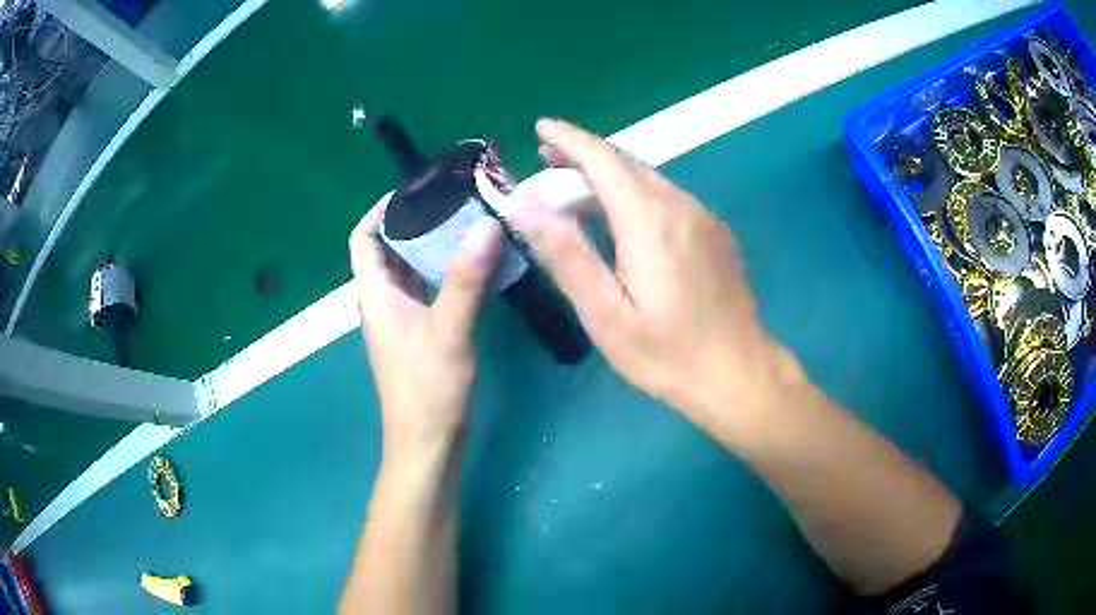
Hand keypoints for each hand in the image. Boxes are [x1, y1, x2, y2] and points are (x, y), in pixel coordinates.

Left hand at [349, 194, 502, 454]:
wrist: (428, 446)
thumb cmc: (428, 391)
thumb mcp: (448, 332)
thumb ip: (465, 281)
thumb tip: (486, 226)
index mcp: (376, 295)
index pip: (362, 239)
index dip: (379, 210)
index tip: (415, 189)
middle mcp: (384, 303)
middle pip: (388, 249)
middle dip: (415, 222)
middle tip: (454, 201)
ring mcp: (402, 321)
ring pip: (410, 271)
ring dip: (432, 247)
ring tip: (468, 225)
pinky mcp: (420, 336)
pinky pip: (427, 291)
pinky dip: (445, 273)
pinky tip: (474, 269)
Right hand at [507, 119, 802, 440]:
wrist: (739, 373)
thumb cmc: (667, 353)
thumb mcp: (605, 313)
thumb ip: (566, 253)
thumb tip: (523, 204)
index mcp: (650, 219)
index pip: (603, 159)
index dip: (570, 139)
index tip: (542, 126)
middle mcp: (680, 205)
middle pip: (626, 163)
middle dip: (585, 153)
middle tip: (547, 156)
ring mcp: (703, 218)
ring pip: (648, 178)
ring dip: (609, 174)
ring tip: (574, 183)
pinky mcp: (713, 234)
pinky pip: (667, 197)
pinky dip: (634, 192)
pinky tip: (620, 214)